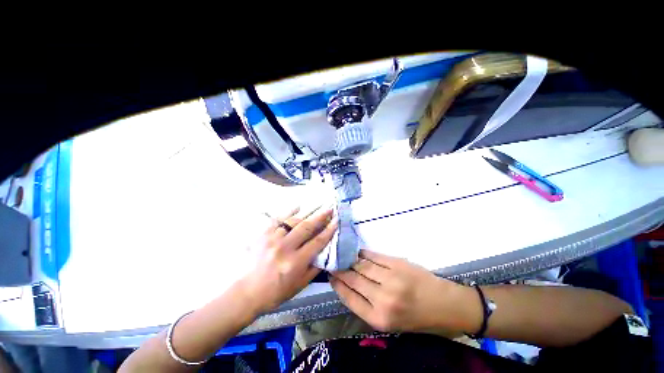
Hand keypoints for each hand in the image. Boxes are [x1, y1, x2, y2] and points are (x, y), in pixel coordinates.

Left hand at [239, 207, 337, 314]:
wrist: (248, 292)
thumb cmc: (277, 291)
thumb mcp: (300, 284)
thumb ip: (315, 267)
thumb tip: (326, 251)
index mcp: (296, 262)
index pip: (317, 241)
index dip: (329, 230)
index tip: (336, 221)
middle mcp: (285, 248)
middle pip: (306, 227)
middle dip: (320, 216)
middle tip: (329, 209)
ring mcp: (272, 239)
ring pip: (293, 221)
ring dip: (307, 213)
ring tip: (317, 206)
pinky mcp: (263, 235)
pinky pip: (278, 219)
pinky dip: (289, 211)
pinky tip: (297, 206)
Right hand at [330, 250, 476, 334]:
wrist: (447, 306)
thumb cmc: (419, 319)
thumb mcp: (391, 323)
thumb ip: (369, 306)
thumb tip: (350, 286)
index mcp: (380, 319)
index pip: (350, 298)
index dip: (338, 285)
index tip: (330, 276)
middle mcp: (382, 299)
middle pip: (354, 279)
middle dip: (340, 270)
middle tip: (332, 263)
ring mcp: (391, 279)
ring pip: (362, 266)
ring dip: (350, 260)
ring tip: (342, 256)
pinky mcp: (398, 264)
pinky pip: (374, 257)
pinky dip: (364, 253)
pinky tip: (357, 252)